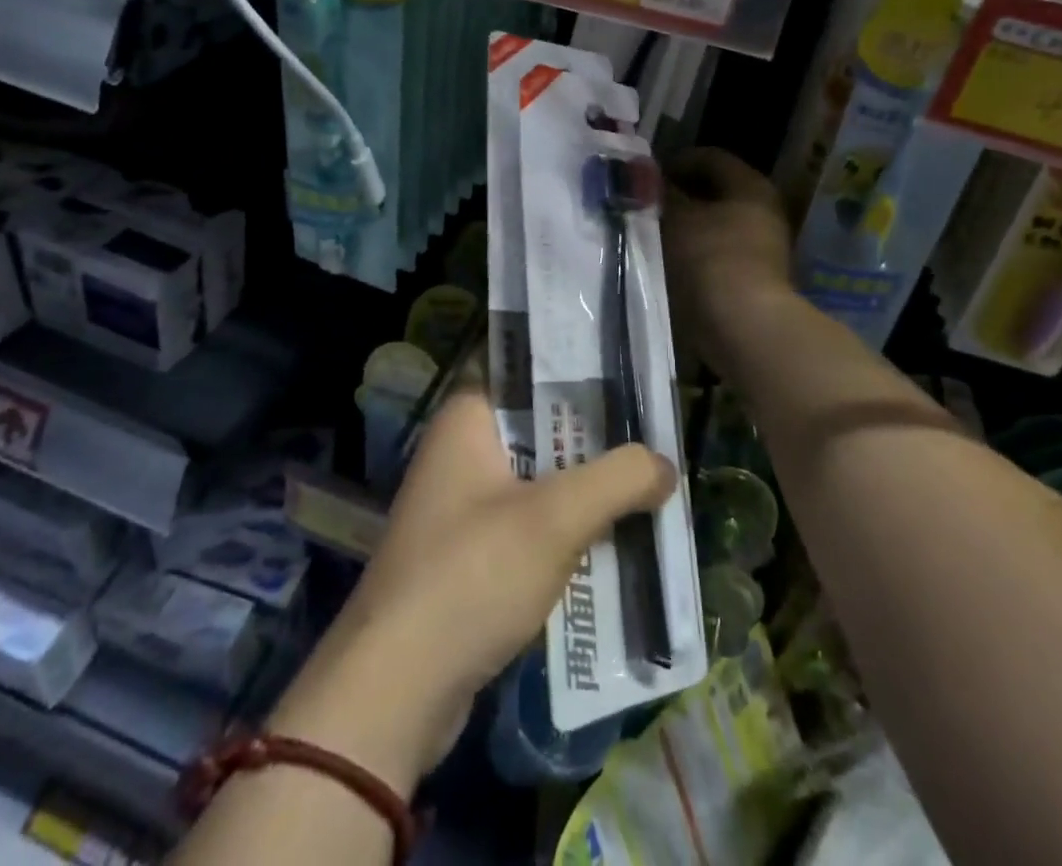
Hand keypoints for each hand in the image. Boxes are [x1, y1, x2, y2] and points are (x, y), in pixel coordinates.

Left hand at [267, 381, 674, 792]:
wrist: (396, 690)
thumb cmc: (472, 575)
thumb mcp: (556, 518)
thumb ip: (618, 479)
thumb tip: (665, 465)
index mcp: (468, 417)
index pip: (531, 372)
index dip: (582, 371)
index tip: (632, 379)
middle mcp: (460, 449)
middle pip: (541, 427)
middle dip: (595, 438)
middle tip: (654, 434)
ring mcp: (461, 504)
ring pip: (538, 478)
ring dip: (584, 487)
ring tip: (646, 483)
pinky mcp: (468, 553)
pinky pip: (528, 523)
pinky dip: (565, 528)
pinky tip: (611, 537)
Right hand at [663, 148, 794, 371]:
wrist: (745, 328)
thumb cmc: (710, 260)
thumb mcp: (676, 219)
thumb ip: (661, 194)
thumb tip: (648, 178)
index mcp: (750, 185)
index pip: (710, 157)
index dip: (675, 162)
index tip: (645, 177)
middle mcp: (762, 210)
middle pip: (713, 192)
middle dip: (678, 197)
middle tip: (644, 206)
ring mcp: (761, 247)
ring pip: (713, 225)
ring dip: (683, 228)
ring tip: (649, 236)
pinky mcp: (753, 278)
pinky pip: (716, 254)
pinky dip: (693, 254)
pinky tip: (667, 264)